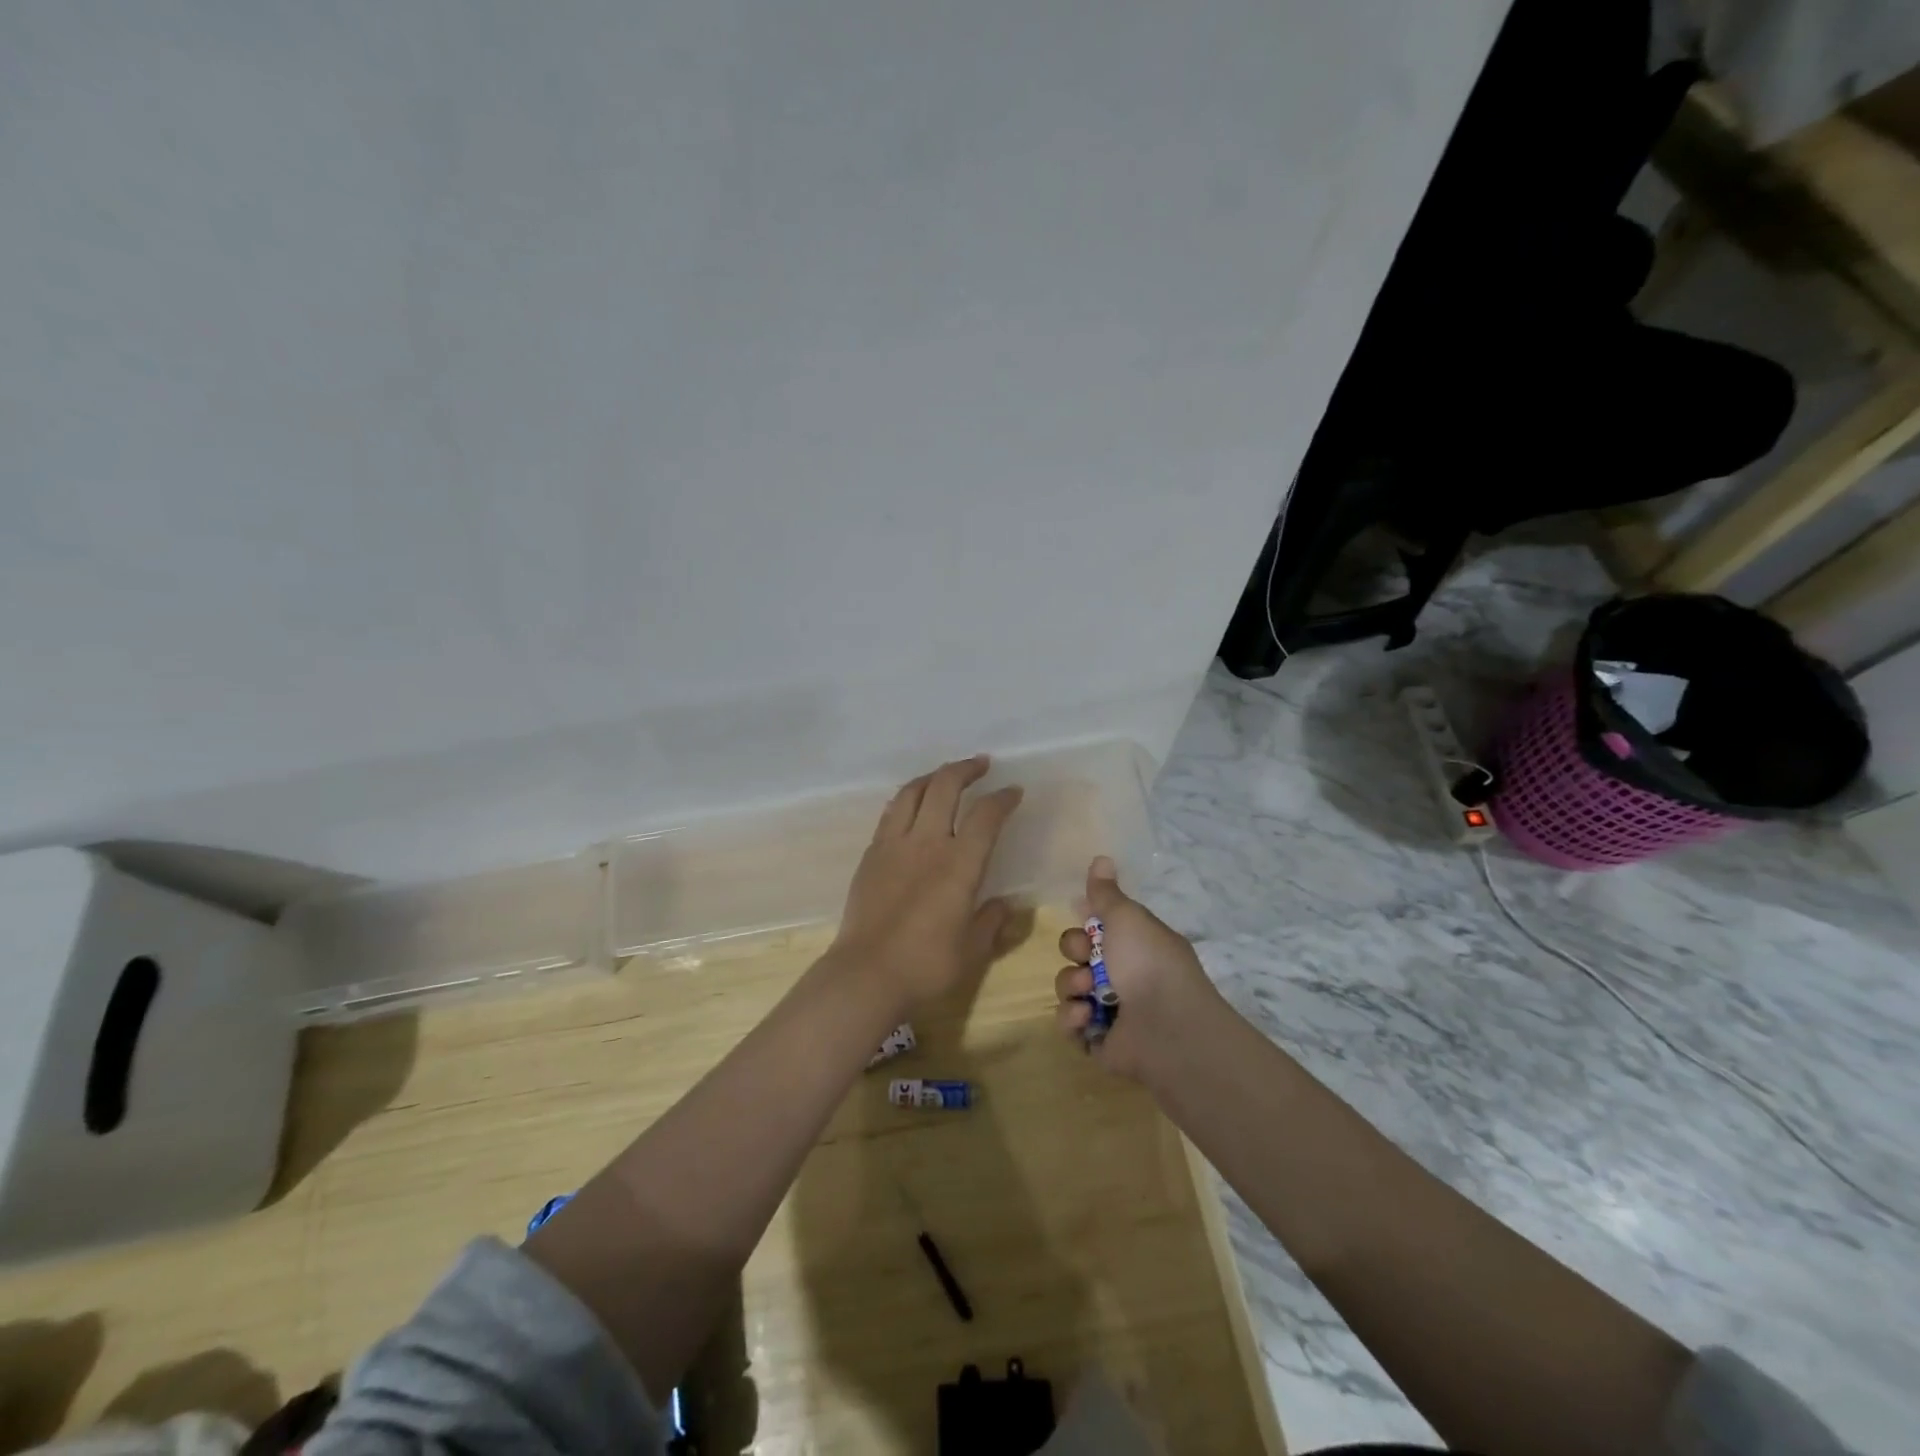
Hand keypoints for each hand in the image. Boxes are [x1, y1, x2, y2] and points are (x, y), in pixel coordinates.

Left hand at [830, 756, 1023, 1015]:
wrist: (866, 974)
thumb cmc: (926, 966)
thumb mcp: (972, 950)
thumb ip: (991, 921)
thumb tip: (1004, 904)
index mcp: (959, 864)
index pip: (985, 815)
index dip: (1002, 798)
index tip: (1014, 791)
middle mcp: (927, 843)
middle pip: (945, 786)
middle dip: (966, 769)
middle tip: (981, 765)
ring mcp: (894, 844)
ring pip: (913, 791)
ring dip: (933, 776)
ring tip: (945, 776)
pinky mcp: (871, 854)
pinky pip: (891, 812)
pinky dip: (908, 798)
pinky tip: (912, 804)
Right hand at [1054, 856, 1221, 1082]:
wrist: (1167, 1028)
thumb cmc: (1148, 963)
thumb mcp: (1127, 918)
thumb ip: (1106, 893)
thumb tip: (1102, 857)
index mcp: (1135, 944)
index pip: (1099, 926)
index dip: (1085, 921)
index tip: (1081, 914)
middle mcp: (1123, 974)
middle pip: (1077, 953)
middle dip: (1075, 950)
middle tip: (1087, 955)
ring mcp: (1109, 1009)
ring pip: (1069, 986)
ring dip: (1072, 985)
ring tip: (1089, 993)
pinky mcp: (1097, 1040)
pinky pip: (1069, 1023)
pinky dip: (1073, 1018)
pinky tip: (1087, 1016)